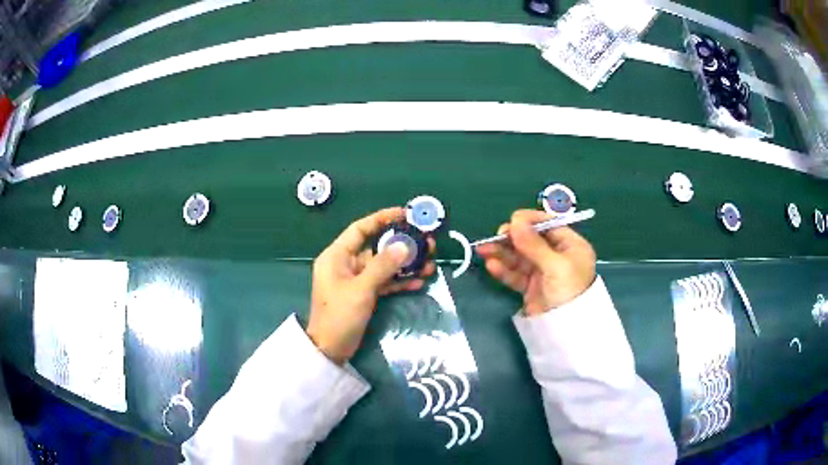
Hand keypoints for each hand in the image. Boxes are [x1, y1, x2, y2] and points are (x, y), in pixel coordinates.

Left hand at [307, 207, 435, 363]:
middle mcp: (346, 263)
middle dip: (402, 245)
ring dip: (405, 265)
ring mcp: (356, 280)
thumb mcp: (361, 289)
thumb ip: (382, 266)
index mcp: (337, 255)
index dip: (382, 218)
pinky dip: (399, 282)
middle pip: (377, 247)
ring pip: (384, 266)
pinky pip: (384, 282)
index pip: (360, 228)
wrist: (330, 349)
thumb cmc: (339, 316)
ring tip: (430, 264)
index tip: (405, 214)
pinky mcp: (364, 294)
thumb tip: (405, 245)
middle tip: (427, 243)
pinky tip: (419, 282)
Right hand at [477, 209, 595, 315]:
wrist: (565, 331)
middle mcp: (557, 256)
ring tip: (483, 249)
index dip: (530, 221)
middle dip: (512, 238)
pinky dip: (504, 270)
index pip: (549, 226)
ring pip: (520, 257)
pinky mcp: (532, 287)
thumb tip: (514, 221)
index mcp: (571, 246)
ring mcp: (544, 272)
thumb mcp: (555, 265)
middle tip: (495, 237)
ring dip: (502, 253)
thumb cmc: (568, 291)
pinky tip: (491, 265)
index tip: (512, 221)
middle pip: (532, 241)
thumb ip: (534, 244)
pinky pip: (516, 274)